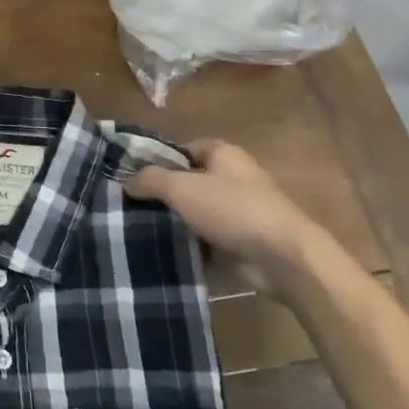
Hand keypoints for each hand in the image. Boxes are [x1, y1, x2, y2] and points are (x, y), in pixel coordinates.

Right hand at [125, 140, 332, 296]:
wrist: (282, 259)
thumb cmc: (232, 209)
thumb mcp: (182, 187)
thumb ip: (150, 179)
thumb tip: (126, 181)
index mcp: (223, 154)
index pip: (180, 150)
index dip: (155, 161)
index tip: (129, 178)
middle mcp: (231, 178)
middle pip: (186, 183)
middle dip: (160, 195)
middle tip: (127, 206)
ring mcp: (236, 212)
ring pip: (193, 213)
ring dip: (172, 223)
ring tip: (135, 231)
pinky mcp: (238, 243)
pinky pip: (204, 240)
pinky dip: (186, 246)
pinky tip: (159, 252)